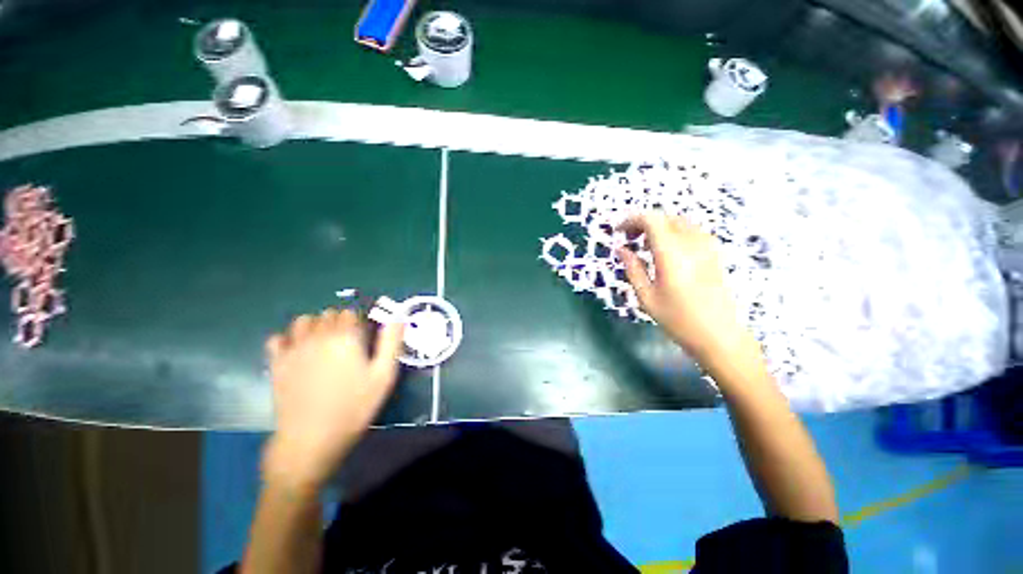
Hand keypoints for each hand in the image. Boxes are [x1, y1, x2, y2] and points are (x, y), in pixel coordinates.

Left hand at [263, 309, 404, 490]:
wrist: (311, 438)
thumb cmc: (354, 406)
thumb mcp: (384, 375)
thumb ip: (391, 342)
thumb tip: (397, 317)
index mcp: (346, 336)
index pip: (351, 313)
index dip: (360, 323)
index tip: (365, 339)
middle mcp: (319, 335)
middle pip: (329, 314)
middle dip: (340, 323)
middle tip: (347, 345)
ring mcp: (294, 348)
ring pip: (304, 321)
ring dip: (315, 326)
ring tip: (324, 345)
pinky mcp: (277, 363)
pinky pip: (278, 338)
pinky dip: (288, 340)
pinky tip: (298, 353)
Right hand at [617, 213, 750, 364]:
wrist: (720, 336)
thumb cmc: (678, 319)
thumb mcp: (646, 296)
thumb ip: (633, 268)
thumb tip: (621, 249)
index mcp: (671, 253)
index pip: (651, 220)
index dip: (631, 220)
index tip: (618, 232)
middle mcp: (691, 243)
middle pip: (665, 217)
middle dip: (643, 223)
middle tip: (629, 240)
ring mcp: (707, 246)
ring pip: (679, 222)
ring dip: (659, 227)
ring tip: (645, 245)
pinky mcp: (715, 253)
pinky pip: (691, 231)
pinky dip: (674, 233)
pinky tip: (667, 251)